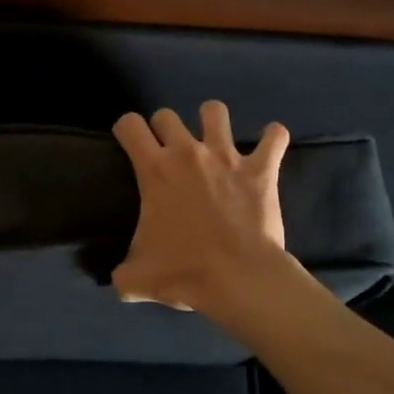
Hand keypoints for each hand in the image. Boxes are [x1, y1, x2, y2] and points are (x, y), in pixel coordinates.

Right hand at [109, 101, 304, 316]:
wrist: (239, 279)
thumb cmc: (185, 272)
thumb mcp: (138, 278)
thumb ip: (123, 274)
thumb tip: (118, 281)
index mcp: (155, 170)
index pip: (130, 125)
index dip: (127, 130)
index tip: (130, 144)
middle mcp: (187, 153)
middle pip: (167, 115)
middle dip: (165, 128)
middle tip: (169, 151)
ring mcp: (226, 156)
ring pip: (214, 111)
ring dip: (212, 120)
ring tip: (214, 137)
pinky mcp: (260, 169)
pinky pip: (274, 138)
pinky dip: (273, 137)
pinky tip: (271, 143)